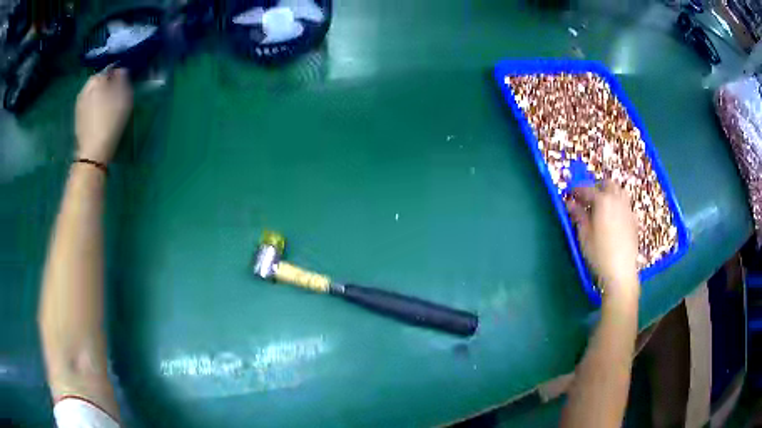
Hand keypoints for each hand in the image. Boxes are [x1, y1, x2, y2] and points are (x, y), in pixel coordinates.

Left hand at [75, 68, 132, 164]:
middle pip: (97, 81)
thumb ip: (122, 79)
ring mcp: (79, 105)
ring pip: (91, 94)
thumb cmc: (110, 122)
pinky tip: (98, 116)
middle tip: (114, 95)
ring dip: (98, 96)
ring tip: (106, 106)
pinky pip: (87, 106)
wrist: (93, 153)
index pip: (107, 69)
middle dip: (105, 85)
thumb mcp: (123, 97)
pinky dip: (93, 107)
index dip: (115, 74)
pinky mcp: (77, 119)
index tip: (122, 83)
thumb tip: (120, 70)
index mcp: (96, 81)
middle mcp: (84, 90)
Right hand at [566, 181, 639, 300]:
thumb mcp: (584, 235)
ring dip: (609, 193)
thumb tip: (570, 203)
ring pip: (619, 192)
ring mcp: (628, 209)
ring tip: (601, 206)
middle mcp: (617, 200)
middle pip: (607, 184)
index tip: (570, 195)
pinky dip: (618, 205)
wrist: (621, 272)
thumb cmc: (599, 254)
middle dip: (596, 187)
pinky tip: (613, 218)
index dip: (577, 191)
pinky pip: (625, 205)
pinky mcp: (634, 220)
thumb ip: (578, 216)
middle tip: (587, 198)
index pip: (587, 189)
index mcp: (603, 201)